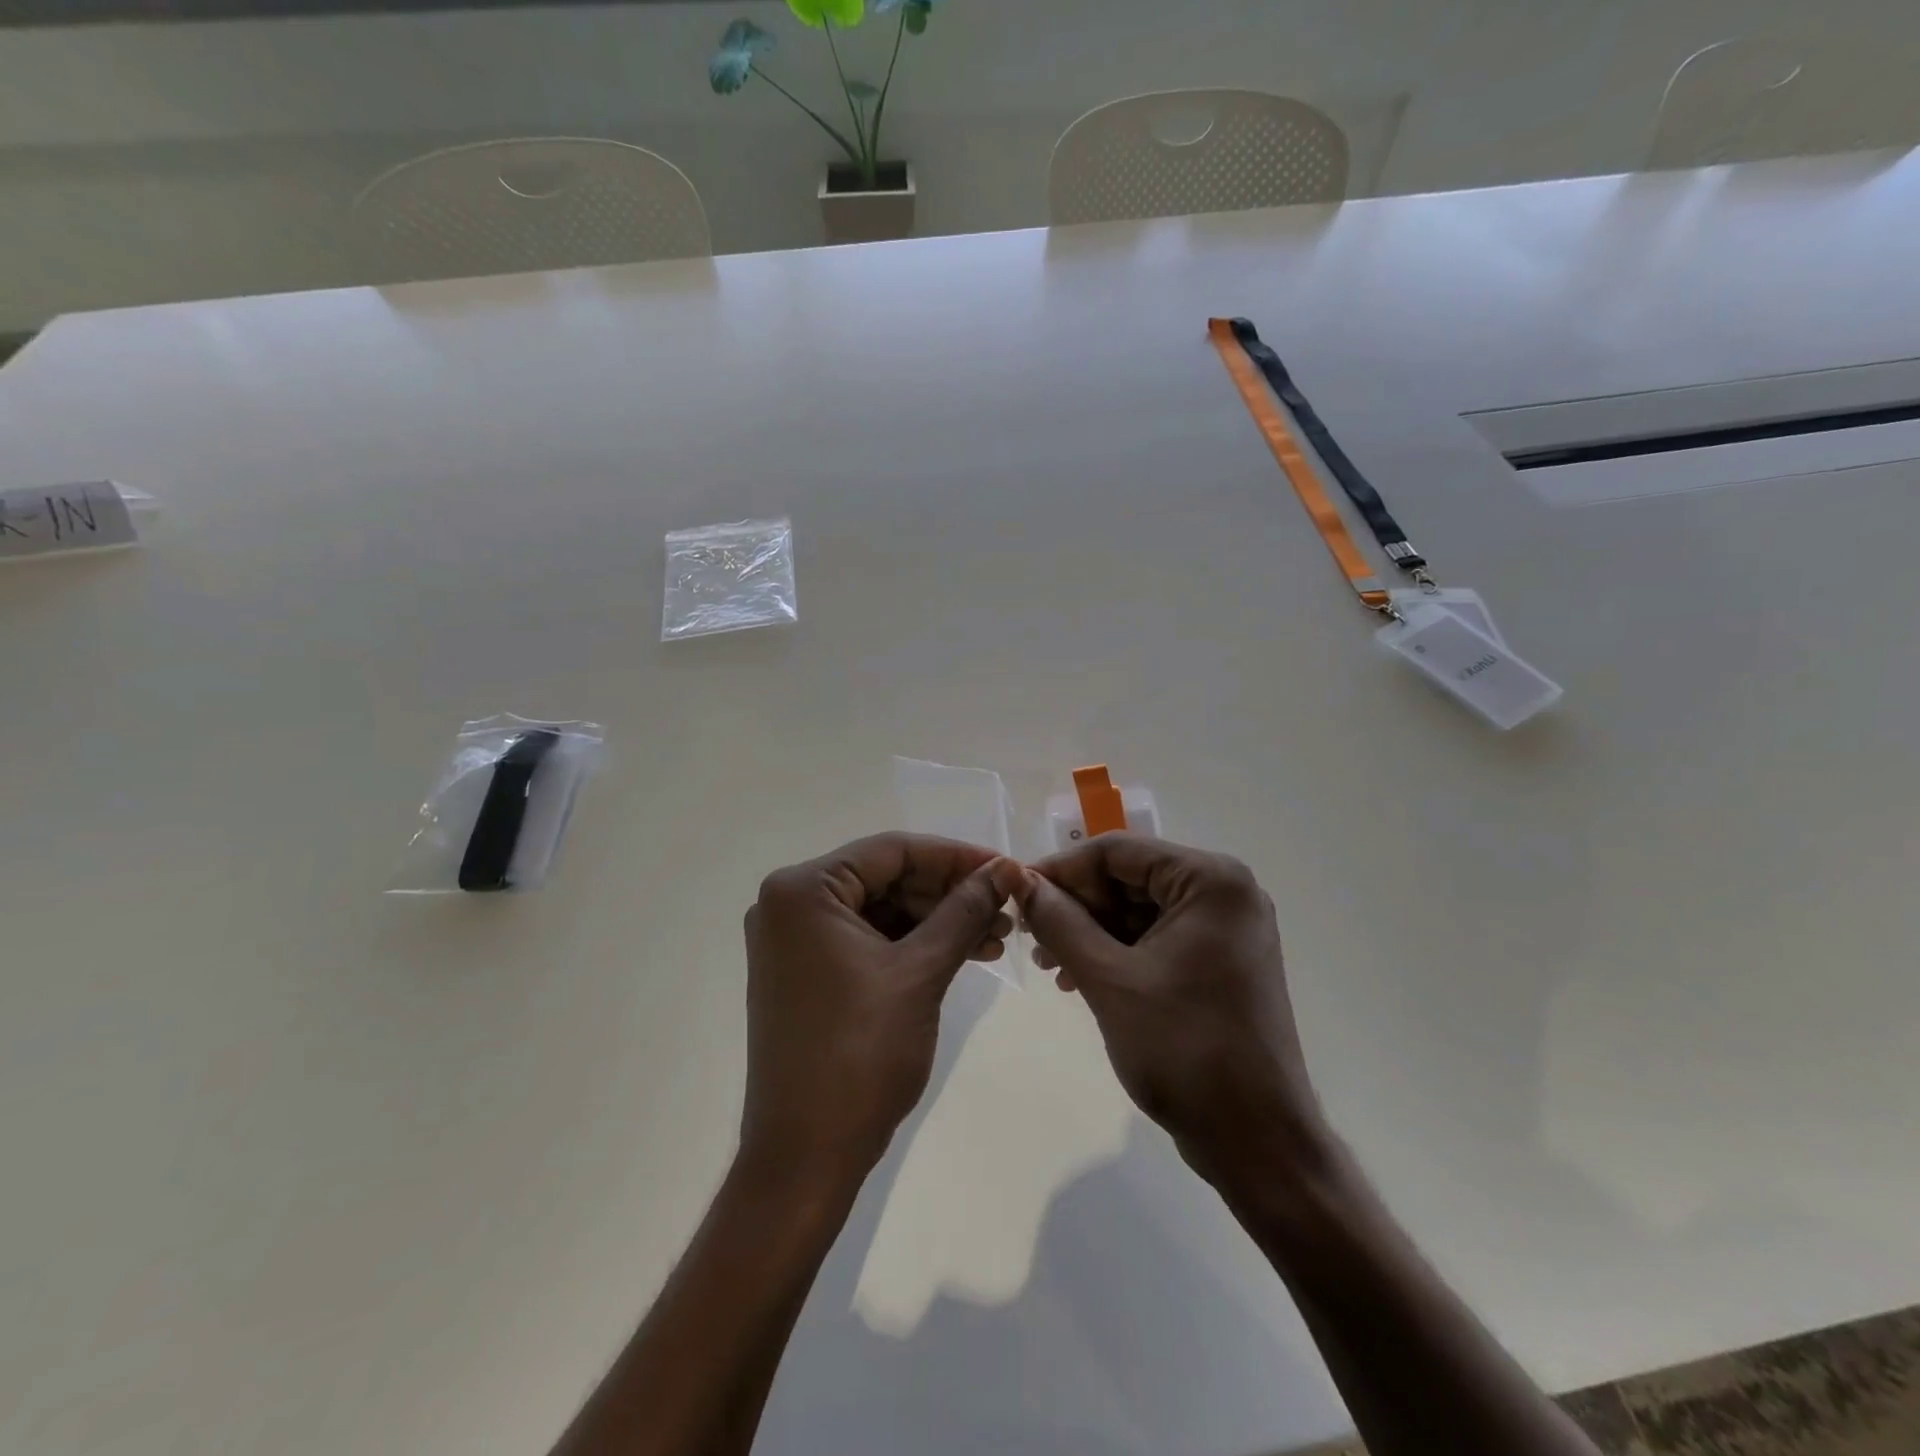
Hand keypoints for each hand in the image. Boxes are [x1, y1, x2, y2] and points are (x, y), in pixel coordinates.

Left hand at [740, 835, 1021, 1184]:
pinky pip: (869, 941)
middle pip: (887, 878)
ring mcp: (796, 942)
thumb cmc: (860, 1054)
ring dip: (939, 921)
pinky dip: (914, 946)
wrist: (805, 1157)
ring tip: (997, 937)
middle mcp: (790, 904)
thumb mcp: (921, 972)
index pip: (892, 851)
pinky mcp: (808, 973)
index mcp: (804, 890)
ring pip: (883, 911)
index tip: (1007, 868)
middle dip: (950, 893)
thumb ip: (964, 910)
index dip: (955, 857)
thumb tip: (1005, 868)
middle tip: (1007, 908)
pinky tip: (964, 954)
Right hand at [1016, 835, 1323, 1179]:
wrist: (1257, 1142)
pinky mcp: (1221, 962)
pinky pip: (1157, 938)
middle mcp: (1225, 892)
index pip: (1118, 851)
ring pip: (1139, 910)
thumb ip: (1059, 921)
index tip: (1018, 894)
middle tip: (1032, 938)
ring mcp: (1226, 929)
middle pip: (1130, 878)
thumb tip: (1019, 880)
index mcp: (1211, 880)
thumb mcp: (1108, 979)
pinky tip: (1079, 978)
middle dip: (1077, 906)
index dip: (1062, 869)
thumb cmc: (1184, 1050)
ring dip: (1091, 932)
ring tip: (1051, 965)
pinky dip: (1117, 953)